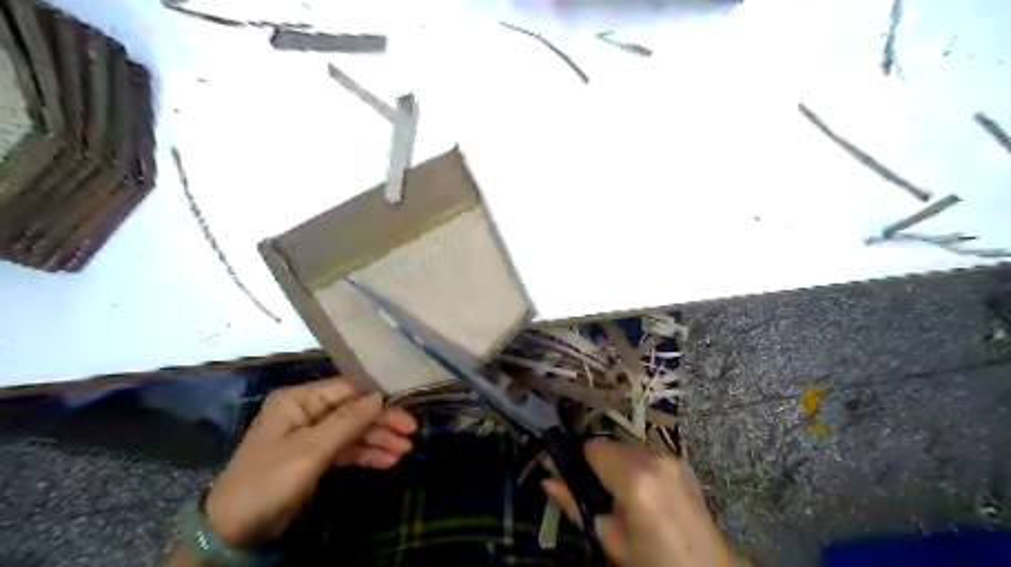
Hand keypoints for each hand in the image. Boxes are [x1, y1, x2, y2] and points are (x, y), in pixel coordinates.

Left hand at [207, 379, 419, 547]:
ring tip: (404, 451)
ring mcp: (312, 435)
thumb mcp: (311, 449)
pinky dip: (366, 454)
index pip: (347, 389)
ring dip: (379, 440)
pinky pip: (347, 449)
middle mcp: (307, 411)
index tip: (407, 401)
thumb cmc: (269, 480)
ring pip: (354, 431)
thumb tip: (380, 395)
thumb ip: (348, 420)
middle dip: (382, 422)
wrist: (234, 530)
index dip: (377, 395)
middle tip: (411, 432)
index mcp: (299, 400)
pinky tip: (387, 462)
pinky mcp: (316, 457)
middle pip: (354, 411)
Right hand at [545, 438, 735, 566]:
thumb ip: (574, 504)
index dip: (578, 459)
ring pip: (628, 447)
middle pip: (610, 445)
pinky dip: (636, 466)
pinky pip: (646, 454)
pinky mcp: (681, 461)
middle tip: (597, 493)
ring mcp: (670, 457)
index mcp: (634, 478)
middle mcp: (653, 458)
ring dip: (617, 464)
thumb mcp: (609, 539)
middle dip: (598, 463)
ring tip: (621, 496)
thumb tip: (545, 480)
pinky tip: (642, 493)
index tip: (572, 475)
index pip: (592, 447)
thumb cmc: (653, 561)